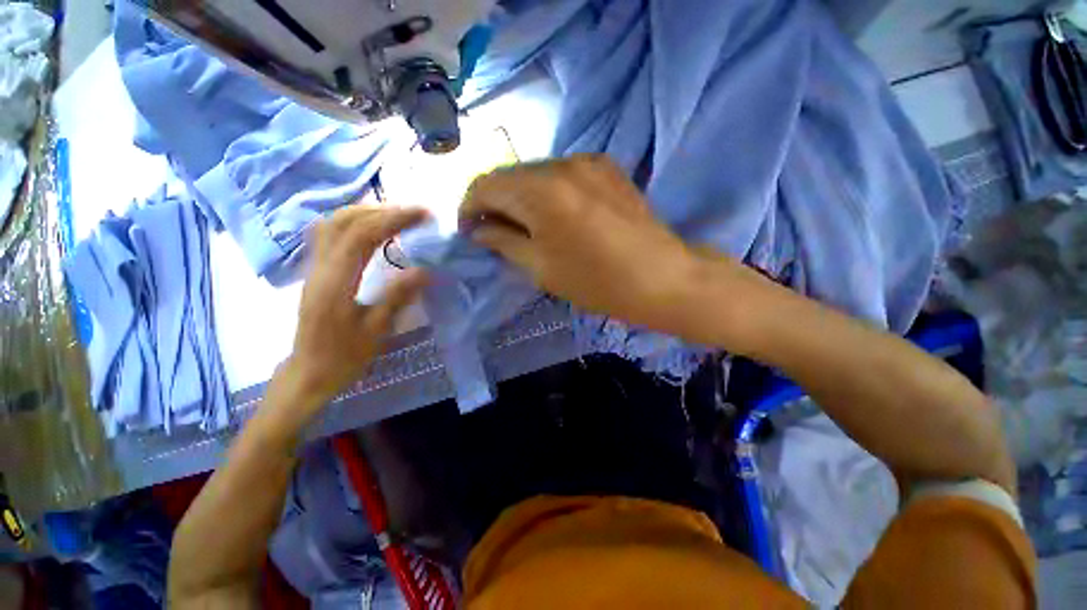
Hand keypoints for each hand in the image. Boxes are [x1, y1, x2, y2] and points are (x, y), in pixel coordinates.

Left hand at [283, 205, 427, 406]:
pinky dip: (352, 221)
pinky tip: (370, 227)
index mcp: (335, 284)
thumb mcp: (376, 333)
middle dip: (384, 210)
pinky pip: (329, 232)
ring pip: (333, 223)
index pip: (362, 236)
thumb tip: (425, 270)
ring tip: (398, 215)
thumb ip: (397, 298)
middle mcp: (319, 268)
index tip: (424, 215)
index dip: (394, 220)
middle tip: (416, 213)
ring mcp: (313, 267)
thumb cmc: (344, 358)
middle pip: (345, 221)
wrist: (308, 374)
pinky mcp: (315, 270)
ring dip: (366, 211)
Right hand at [462, 154, 734, 336]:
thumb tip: (479, 229)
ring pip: (534, 173)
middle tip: (493, 231)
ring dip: (520, 197)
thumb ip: (504, 242)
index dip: (468, 206)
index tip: (468, 231)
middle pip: (509, 175)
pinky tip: (552, 215)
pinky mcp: (606, 167)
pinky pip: (560, 174)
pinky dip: (545, 192)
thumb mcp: (541, 268)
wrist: (662, 277)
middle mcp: (561, 163)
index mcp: (541, 191)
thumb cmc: (597, 281)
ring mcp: (587, 161)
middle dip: (494, 202)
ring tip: (522, 226)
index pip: (485, 184)